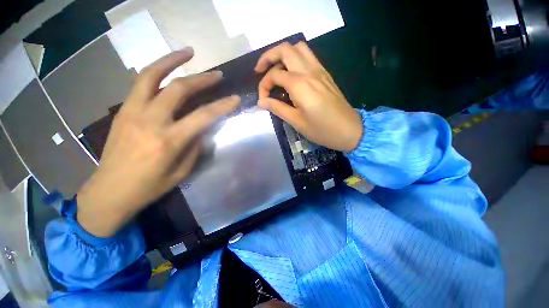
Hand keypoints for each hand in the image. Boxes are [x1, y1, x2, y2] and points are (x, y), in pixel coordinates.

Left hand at [77, 48, 239, 237]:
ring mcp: (132, 112)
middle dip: (202, 79)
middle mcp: (150, 121)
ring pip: (152, 75)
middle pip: (179, 89)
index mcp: (169, 141)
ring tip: (188, 52)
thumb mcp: (182, 172)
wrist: (110, 190)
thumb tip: (203, 130)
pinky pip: (140, 83)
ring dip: (172, 60)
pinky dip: (156, 71)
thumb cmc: (150, 186)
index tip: (235, 98)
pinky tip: (167, 70)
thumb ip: (195, 147)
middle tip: (217, 75)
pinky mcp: (123, 111)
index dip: (222, 106)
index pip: (203, 116)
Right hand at [255, 41, 362, 151]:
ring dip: (283, 55)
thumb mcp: (297, 122)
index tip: (263, 100)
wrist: (349, 130)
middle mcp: (309, 72)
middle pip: (285, 49)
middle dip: (268, 57)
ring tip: (275, 69)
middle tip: (260, 71)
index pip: (274, 75)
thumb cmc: (322, 130)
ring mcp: (319, 70)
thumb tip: (262, 102)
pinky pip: (308, 57)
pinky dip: (295, 59)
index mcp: (300, 85)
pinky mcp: (325, 74)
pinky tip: (291, 74)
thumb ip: (278, 108)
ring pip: (298, 48)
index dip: (264, 86)